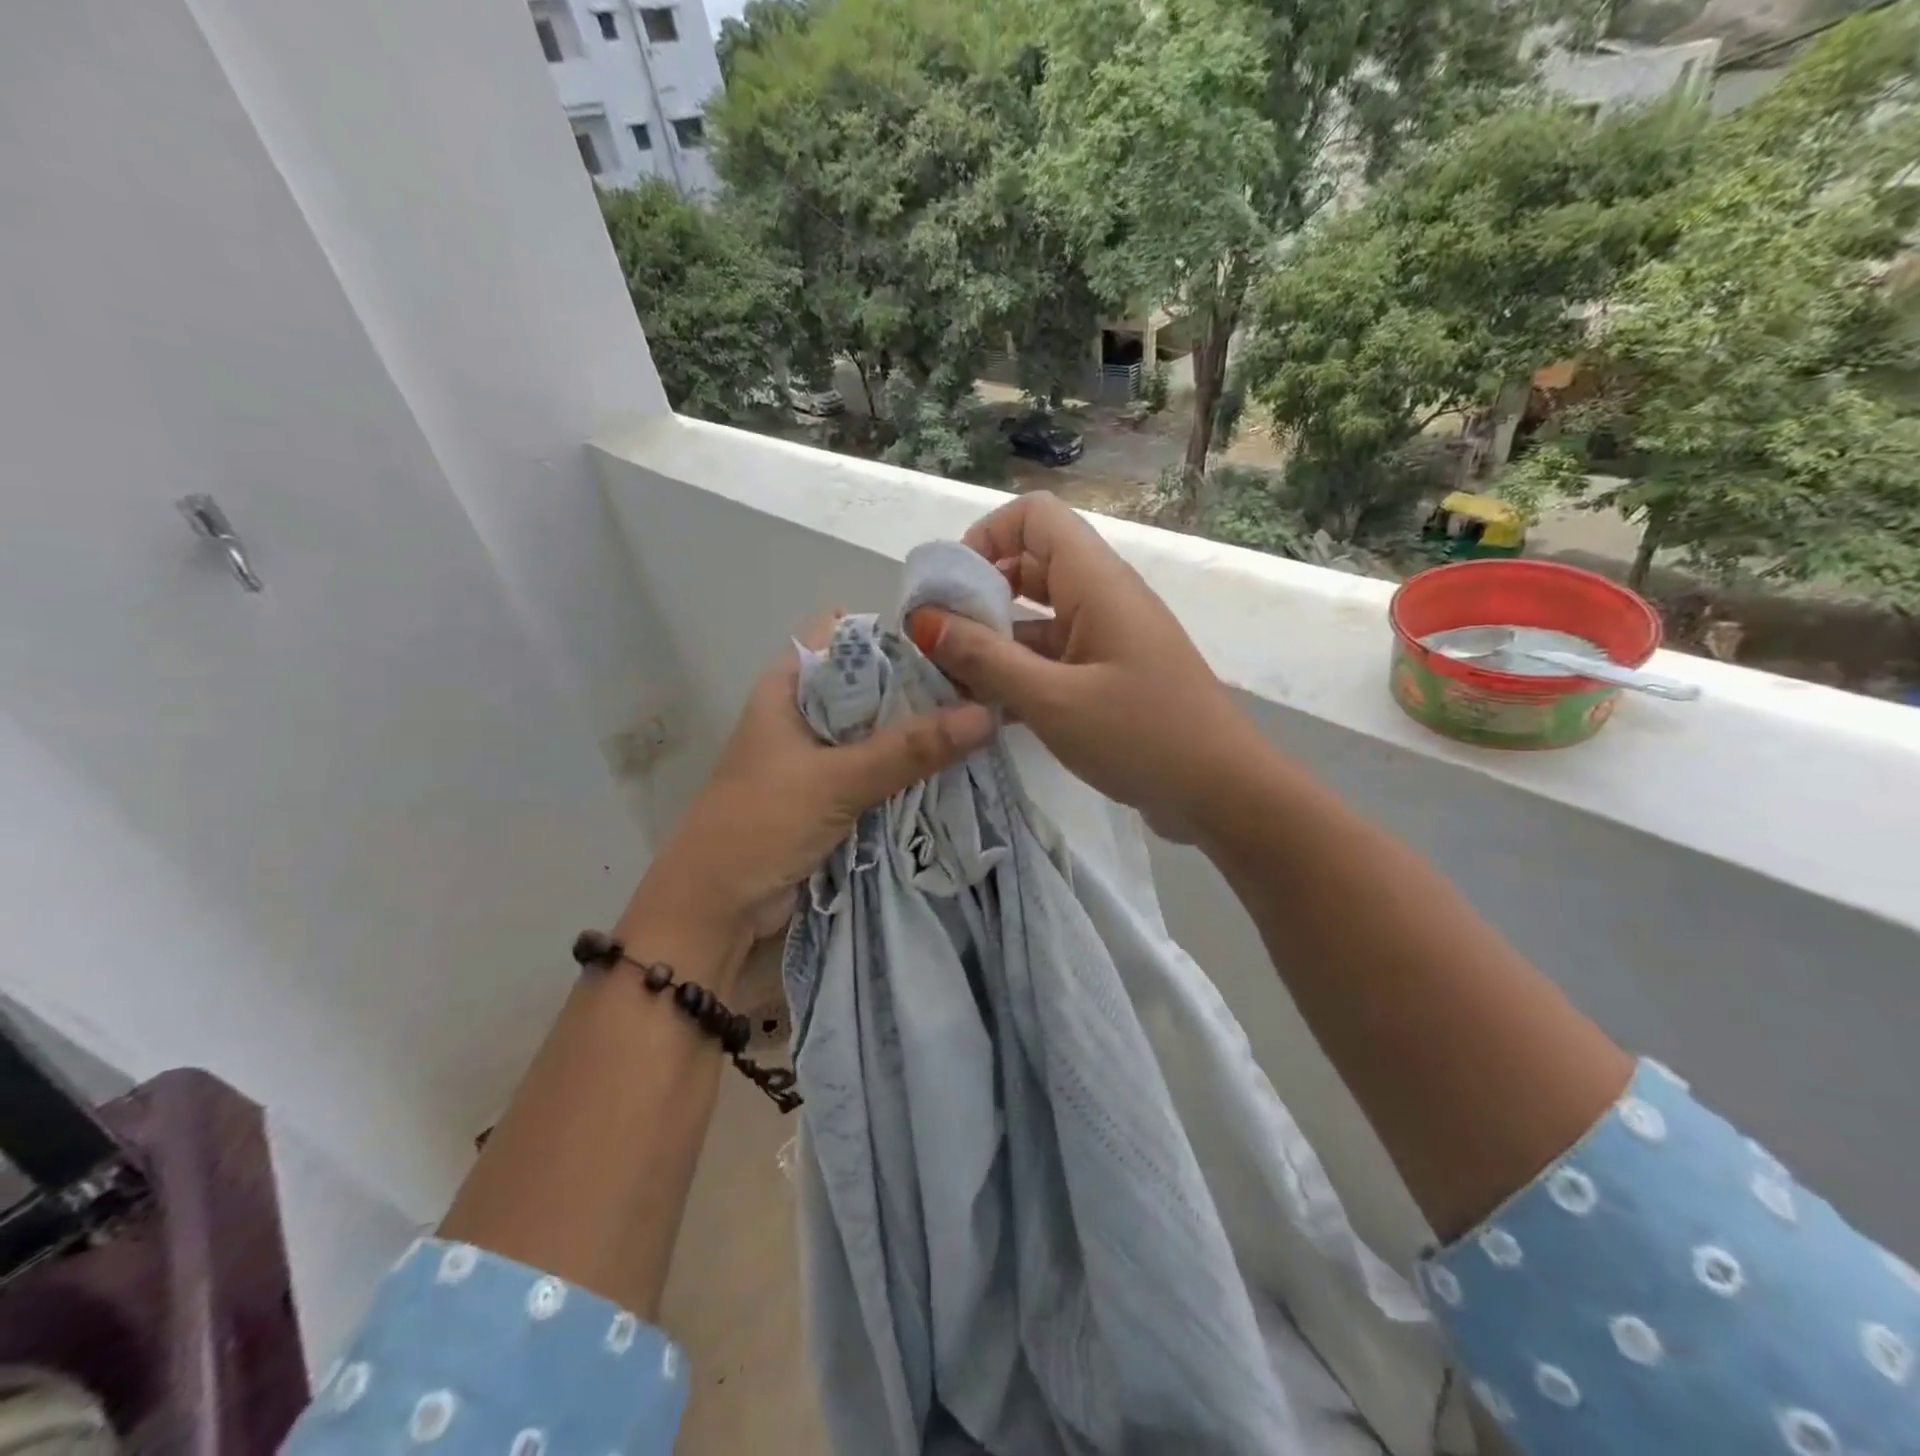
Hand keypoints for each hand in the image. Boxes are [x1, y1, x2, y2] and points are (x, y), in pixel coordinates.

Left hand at [623, 612, 993, 969]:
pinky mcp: (834, 795)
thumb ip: (908, 749)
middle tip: (984, 689)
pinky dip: (913, 770)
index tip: (954, 645)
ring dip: (922, 734)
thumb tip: (987, 714)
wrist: (716, 910)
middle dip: (922, 688)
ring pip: (881, 731)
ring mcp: (821, 756)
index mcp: (789, 687)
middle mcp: (806, 713)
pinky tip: (959, 767)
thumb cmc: (760, 826)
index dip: (896, 633)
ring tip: (985, 725)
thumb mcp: (836, 780)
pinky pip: (882, 771)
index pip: (846, 634)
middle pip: (872, 684)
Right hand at [907, 493, 1262, 842]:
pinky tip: (985, 709)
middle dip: (979, 594)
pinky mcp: (1107, 677)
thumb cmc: (1141, 737)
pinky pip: (1052, 657)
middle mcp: (1102, 598)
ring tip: (950, 681)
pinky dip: (1018, 673)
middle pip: (1030, 565)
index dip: (987, 536)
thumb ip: (986, 659)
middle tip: (938, 640)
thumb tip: (924, 619)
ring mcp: (1106, 639)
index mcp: (1096, 582)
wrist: (1221, 794)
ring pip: (1037, 617)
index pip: (1035, 517)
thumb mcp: (1053, 700)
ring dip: (993, 640)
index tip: (951, 588)